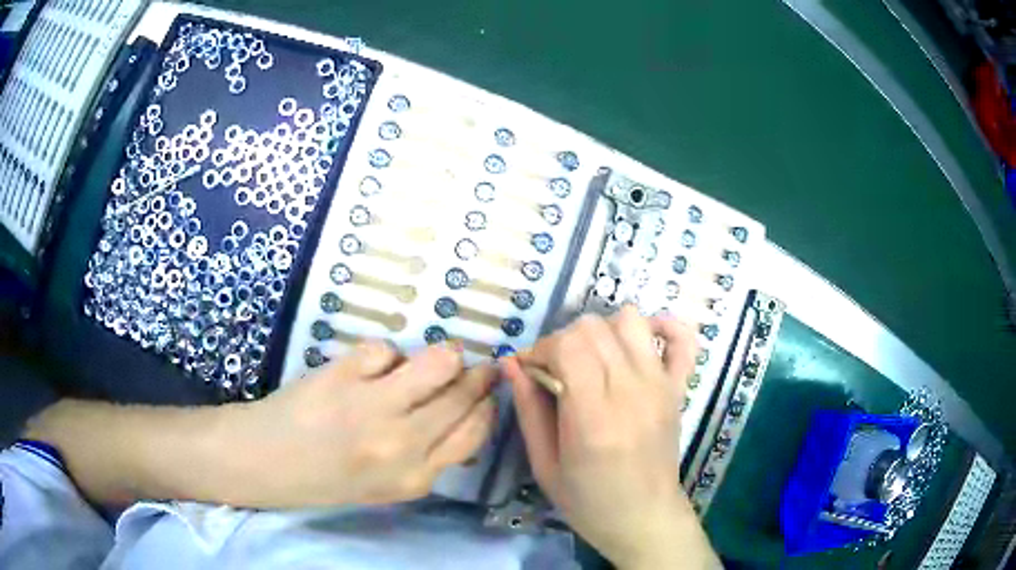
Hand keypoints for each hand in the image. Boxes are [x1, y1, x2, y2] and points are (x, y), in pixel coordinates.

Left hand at [224, 341, 496, 507]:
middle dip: (477, 375)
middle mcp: (402, 444)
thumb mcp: (388, 486)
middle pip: (463, 395)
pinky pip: (386, 350)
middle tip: (473, 365)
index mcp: (416, 477)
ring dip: (443, 356)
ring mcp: (372, 407)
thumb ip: (429, 456)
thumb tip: (465, 413)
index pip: (475, 432)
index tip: (486, 392)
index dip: (487, 406)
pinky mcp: (344, 375)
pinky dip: (384, 355)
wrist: (266, 462)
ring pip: (438, 362)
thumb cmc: (327, 477)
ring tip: (431, 360)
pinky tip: (370, 368)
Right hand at [502, 306, 718, 568]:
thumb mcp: (544, 465)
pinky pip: (683, 337)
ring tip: (592, 359)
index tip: (531, 369)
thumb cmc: (587, 501)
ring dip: (603, 330)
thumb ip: (528, 410)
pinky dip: (662, 326)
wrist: (644, 518)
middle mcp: (632, 392)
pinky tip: (641, 342)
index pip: (568, 345)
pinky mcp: (679, 388)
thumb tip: (511, 363)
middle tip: (555, 370)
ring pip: (631, 320)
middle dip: (564, 340)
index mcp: (594, 418)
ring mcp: (661, 386)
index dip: (542, 348)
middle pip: (594, 328)